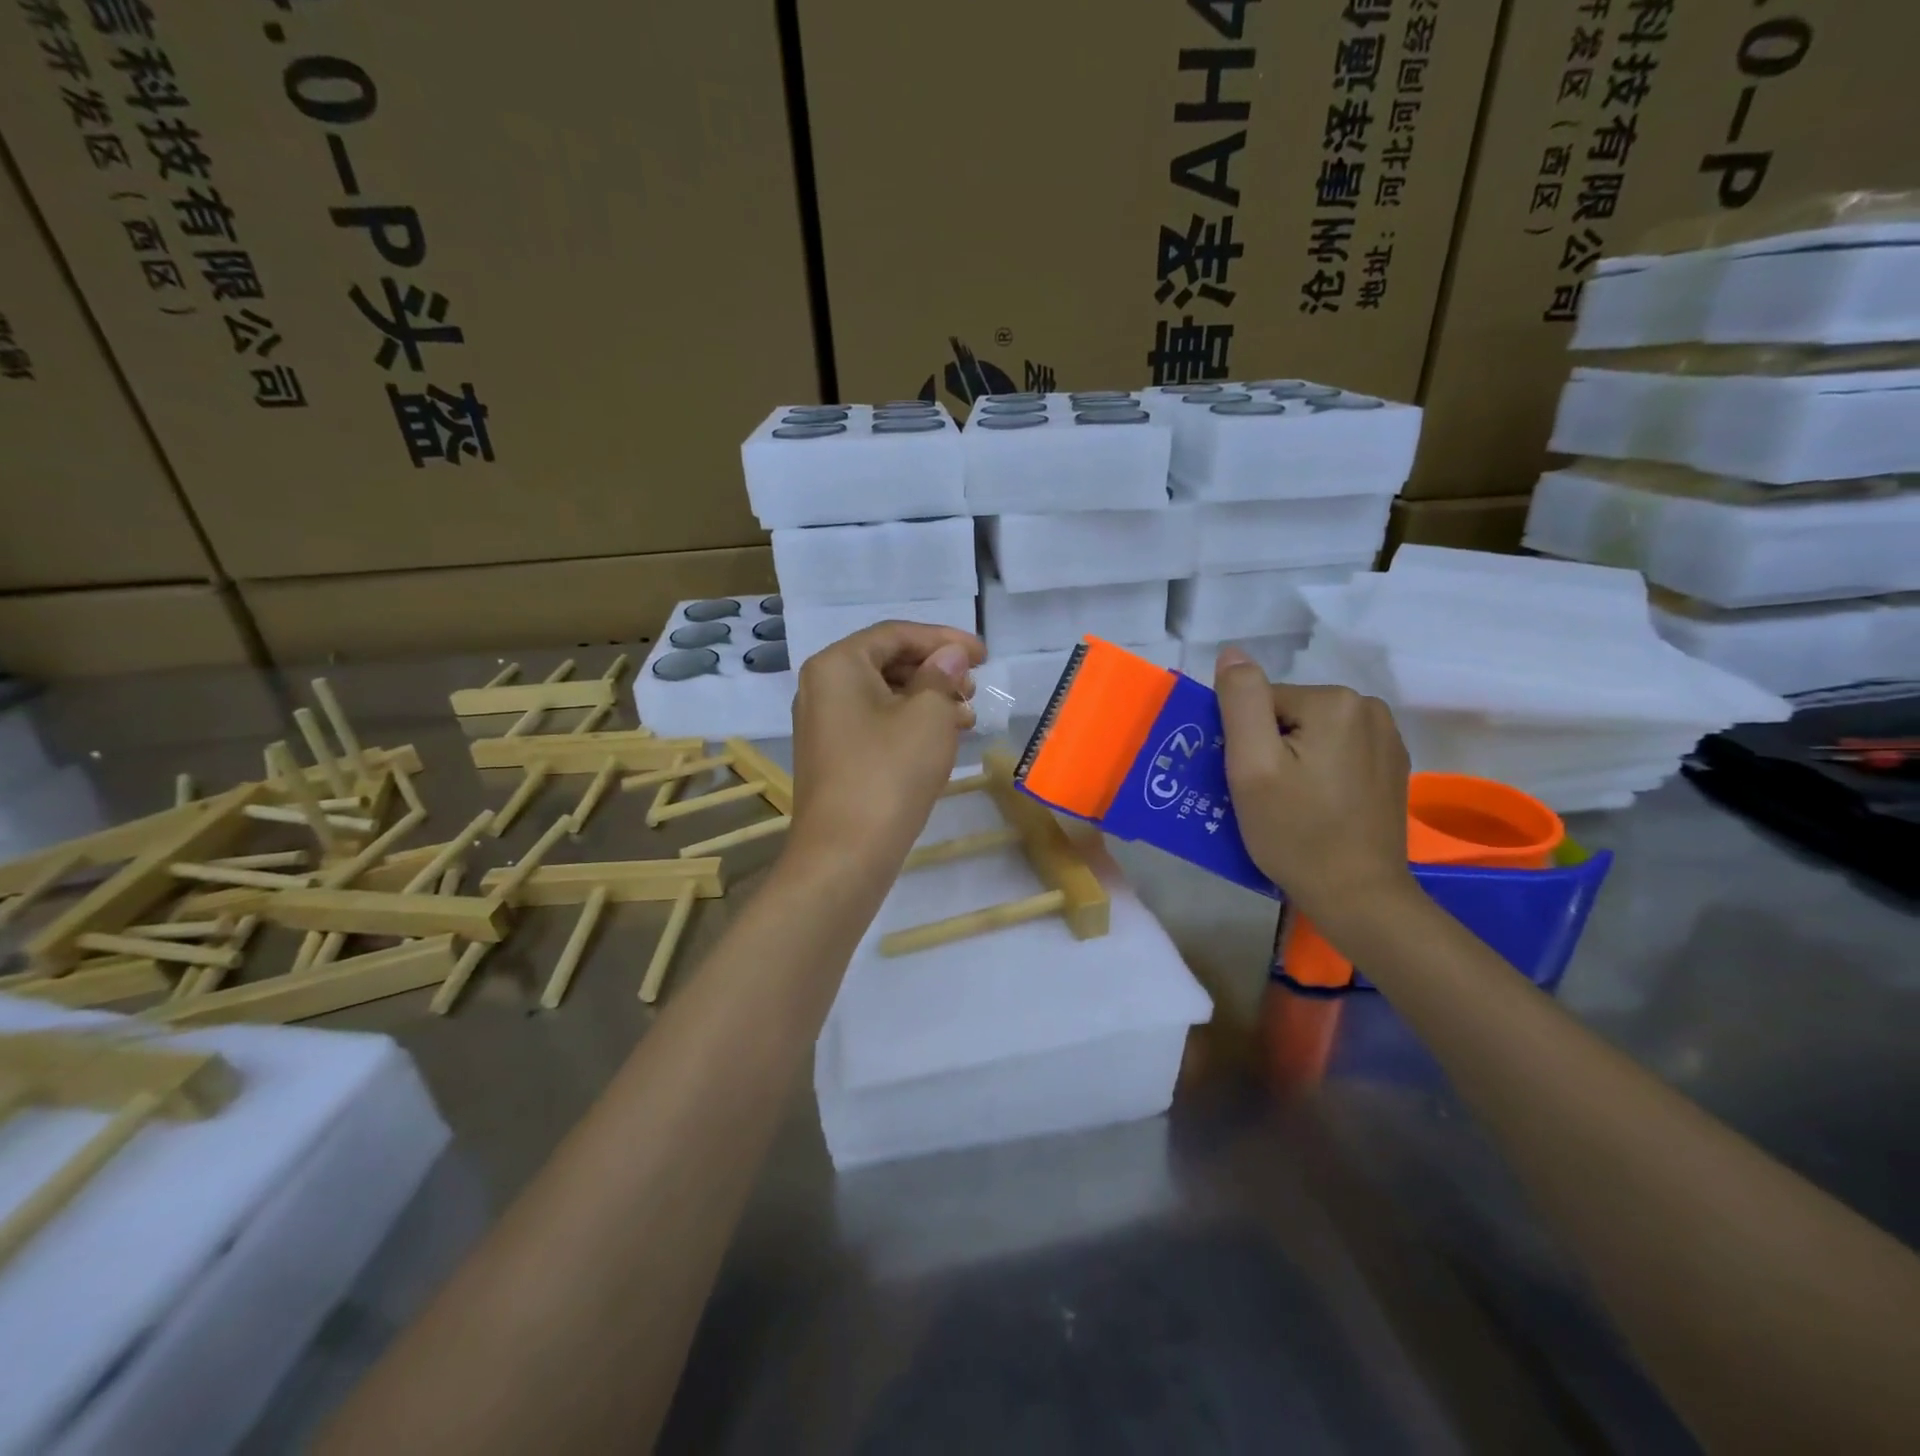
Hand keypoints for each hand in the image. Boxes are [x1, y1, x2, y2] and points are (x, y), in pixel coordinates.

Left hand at [789, 621, 984, 872]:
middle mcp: (822, 686)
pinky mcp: (832, 755)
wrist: (846, 852)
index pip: (896, 634)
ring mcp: (823, 723)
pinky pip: (875, 723)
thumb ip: (942, 675)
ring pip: (884, 695)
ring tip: (967, 717)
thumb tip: (950, 656)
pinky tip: (941, 740)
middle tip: (973, 688)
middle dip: (936, 671)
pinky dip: (909, 724)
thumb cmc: (890, 772)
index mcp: (838, 664)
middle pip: (887, 662)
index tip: (983, 655)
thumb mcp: (929, 715)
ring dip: (928, 700)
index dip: (944, 639)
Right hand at [1214, 648, 1416, 929]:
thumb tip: (1232, 652)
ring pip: (1312, 733)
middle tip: (1266, 797)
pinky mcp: (1393, 766)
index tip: (1250, 781)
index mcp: (1335, 701)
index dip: (1245, 741)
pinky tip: (1319, 806)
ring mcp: (1388, 737)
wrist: (1359, 896)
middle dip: (1271, 749)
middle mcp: (1369, 707)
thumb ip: (1240, 701)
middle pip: (1288, 715)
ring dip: (1294, 760)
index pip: (1262, 703)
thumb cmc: (1295, 832)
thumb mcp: (1251, 766)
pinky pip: (1337, 751)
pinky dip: (1320, 771)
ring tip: (1290, 804)